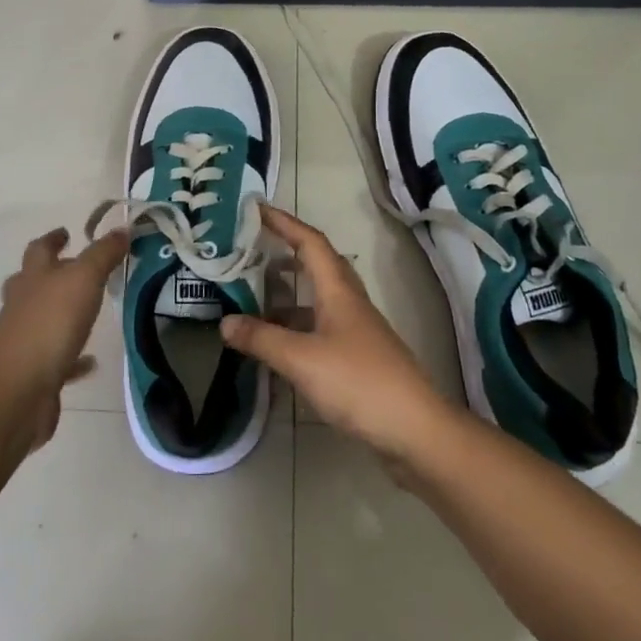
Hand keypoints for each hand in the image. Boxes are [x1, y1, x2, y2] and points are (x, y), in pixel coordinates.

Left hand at [0, 227, 128, 449]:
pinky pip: (59, 361)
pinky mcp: (35, 375)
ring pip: (44, 320)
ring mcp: (26, 342)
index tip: (67, 232)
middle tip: (76, 269)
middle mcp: (24, 306)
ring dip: (63, 314)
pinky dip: (74, 359)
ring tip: (89, 312)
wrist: (15, 393)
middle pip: (33, 283)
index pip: (40, 249)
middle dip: (51, 274)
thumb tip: (122, 228)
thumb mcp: (83, 279)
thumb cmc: (48, 325)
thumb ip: (103, 255)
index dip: (53, 239)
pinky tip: (92, 361)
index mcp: (33, 278)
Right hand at [221, 203, 453, 461]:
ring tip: (251, 297)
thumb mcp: (302, 359)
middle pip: (316, 265)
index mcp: (339, 291)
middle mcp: (349, 303)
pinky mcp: (357, 358)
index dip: (284, 223)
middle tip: (250, 250)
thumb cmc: (359, 383)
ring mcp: (355, 332)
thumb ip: (262, 339)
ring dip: (287, 294)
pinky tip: (276, 344)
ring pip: (317, 300)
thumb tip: (225, 322)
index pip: (310, 242)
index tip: (256, 209)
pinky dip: (294, 327)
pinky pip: (319, 328)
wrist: (415, 431)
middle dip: (284, 252)